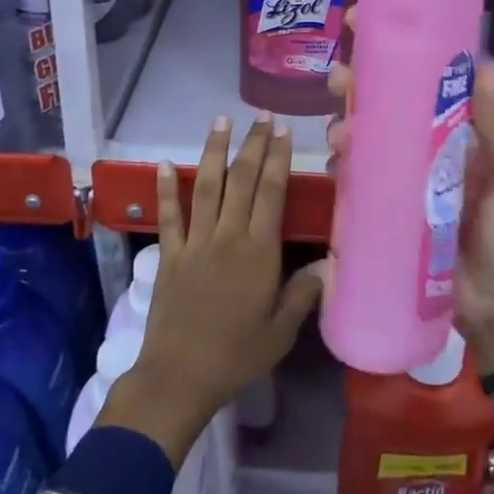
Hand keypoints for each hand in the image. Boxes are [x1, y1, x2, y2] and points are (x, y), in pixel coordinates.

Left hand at [101, 113, 323, 466]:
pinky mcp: (169, 254)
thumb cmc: (237, 355)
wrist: (180, 375)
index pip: (271, 193)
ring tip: (220, 121)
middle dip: (253, 145)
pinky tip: (164, 163)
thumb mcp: (281, 332)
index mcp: (259, 251)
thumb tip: (329, 264)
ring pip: (206, 186)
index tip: (282, 132)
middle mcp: (228, 236)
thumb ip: (303, 294)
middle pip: (242, 180)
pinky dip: (166, 188)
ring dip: (213, 151)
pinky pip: (169, 215)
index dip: (277, 159)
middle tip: (262, 117)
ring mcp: (195, 242)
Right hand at [327, 38, 493, 375]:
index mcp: (467, 132)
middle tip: (338, 77)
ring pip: (370, 137)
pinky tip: (337, 164)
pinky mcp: (388, 209)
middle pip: (390, 103)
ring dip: (348, 124)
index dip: (401, 51)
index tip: (367, 25)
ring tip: (339, 132)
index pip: (432, 79)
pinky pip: (362, 179)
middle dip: (360, 84)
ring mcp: (408, 179)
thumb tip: (484, 66)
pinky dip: (346, 165)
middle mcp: (433, 147)